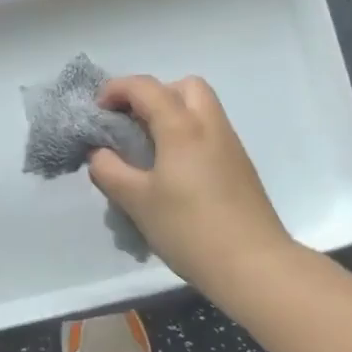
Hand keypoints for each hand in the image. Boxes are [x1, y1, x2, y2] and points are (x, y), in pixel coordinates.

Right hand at [87, 75, 292, 286]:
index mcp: (182, 127)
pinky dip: (187, 135)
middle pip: (184, 86)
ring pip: (201, 108)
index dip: (116, 90)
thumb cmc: (189, 229)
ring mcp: (230, 145)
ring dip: (172, 114)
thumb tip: (99, 153)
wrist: (254, 266)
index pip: (145, 87)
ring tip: (148, 149)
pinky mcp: (240, 167)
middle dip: (153, 94)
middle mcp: (209, 126)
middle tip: (133, 123)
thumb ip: (109, 171)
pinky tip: (172, 171)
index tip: (97, 111)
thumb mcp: (136, 201)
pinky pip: (209, 132)